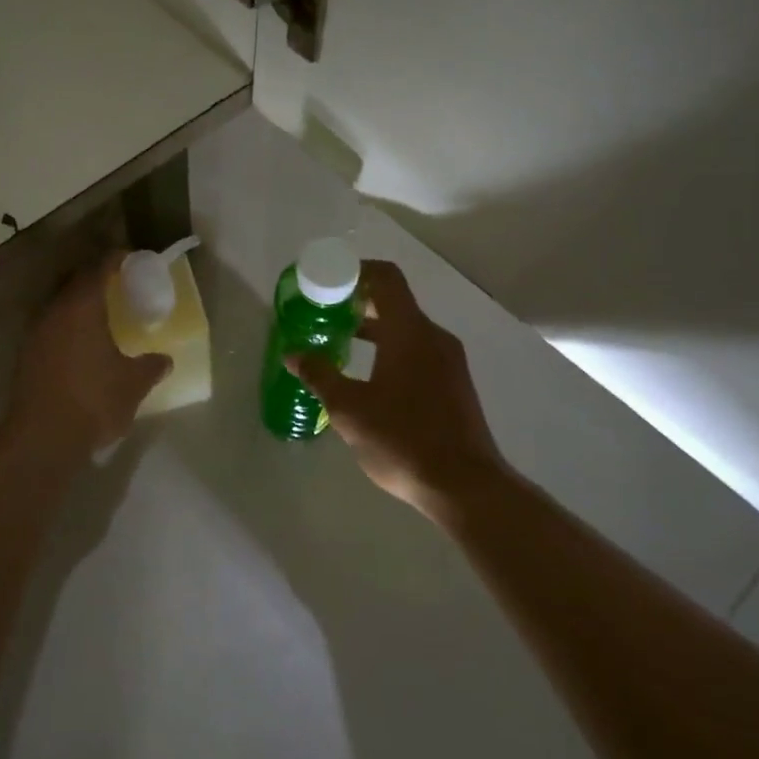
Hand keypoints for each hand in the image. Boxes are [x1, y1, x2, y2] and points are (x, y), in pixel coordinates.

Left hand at [5, 252, 171, 459]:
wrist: (42, 438)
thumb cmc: (94, 400)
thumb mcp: (133, 383)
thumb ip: (151, 366)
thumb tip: (164, 360)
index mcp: (82, 306)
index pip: (99, 268)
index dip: (116, 259)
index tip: (131, 259)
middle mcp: (55, 311)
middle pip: (75, 282)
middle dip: (96, 279)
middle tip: (119, 286)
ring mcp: (36, 333)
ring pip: (60, 305)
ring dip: (79, 304)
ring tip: (101, 316)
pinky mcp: (26, 356)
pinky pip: (51, 327)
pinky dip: (67, 327)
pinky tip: (82, 345)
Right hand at [288, 260, 503, 519]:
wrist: (465, 487)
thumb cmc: (403, 439)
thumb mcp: (349, 409)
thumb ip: (320, 375)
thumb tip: (294, 354)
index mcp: (409, 331)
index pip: (385, 278)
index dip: (356, 271)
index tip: (328, 281)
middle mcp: (433, 337)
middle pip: (394, 302)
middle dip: (358, 303)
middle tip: (324, 314)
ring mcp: (449, 361)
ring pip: (406, 330)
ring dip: (374, 330)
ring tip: (340, 345)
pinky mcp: (454, 385)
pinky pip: (418, 352)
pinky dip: (391, 351)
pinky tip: (369, 379)